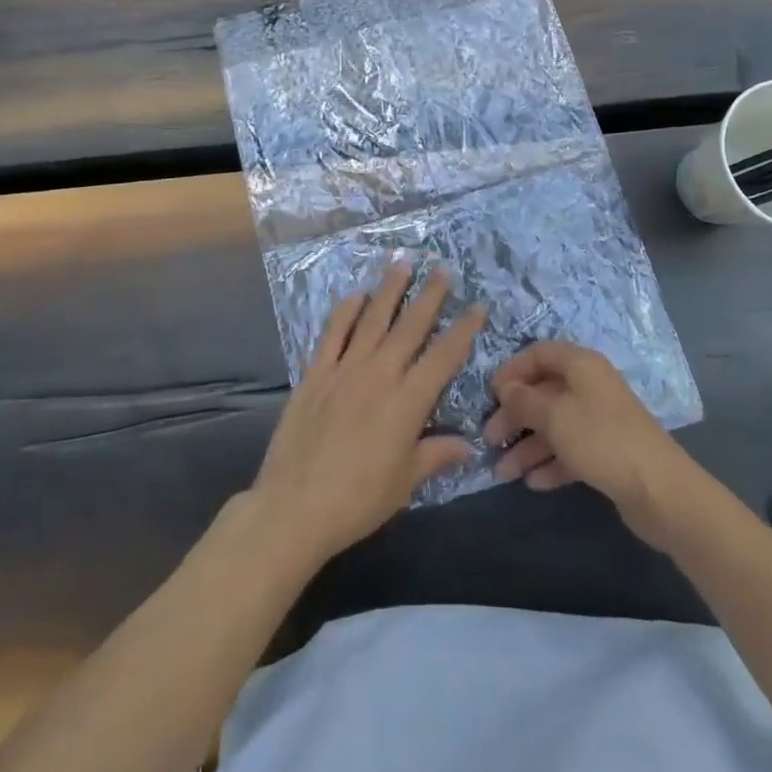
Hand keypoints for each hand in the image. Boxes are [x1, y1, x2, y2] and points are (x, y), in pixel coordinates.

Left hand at [250, 264, 485, 568]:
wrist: (294, 508)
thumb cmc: (357, 501)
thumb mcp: (405, 483)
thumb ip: (436, 456)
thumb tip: (470, 445)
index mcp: (407, 402)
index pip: (444, 356)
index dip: (464, 329)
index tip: (477, 306)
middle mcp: (379, 375)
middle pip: (410, 326)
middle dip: (430, 295)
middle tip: (442, 268)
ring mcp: (344, 369)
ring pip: (372, 319)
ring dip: (389, 290)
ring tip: (402, 263)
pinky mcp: (315, 374)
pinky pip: (332, 333)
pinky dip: (345, 311)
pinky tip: (355, 295)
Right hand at [485, 342, 696, 549]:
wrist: (659, 490)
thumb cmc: (601, 440)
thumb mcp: (554, 416)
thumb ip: (524, 400)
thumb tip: (505, 387)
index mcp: (581, 365)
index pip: (539, 354)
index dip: (513, 370)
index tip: (490, 394)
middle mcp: (590, 387)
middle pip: (543, 392)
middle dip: (515, 415)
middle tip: (490, 440)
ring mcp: (599, 421)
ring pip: (554, 426)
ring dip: (528, 446)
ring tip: (503, 472)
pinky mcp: (606, 453)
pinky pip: (569, 451)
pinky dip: (550, 464)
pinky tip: (532, 483)